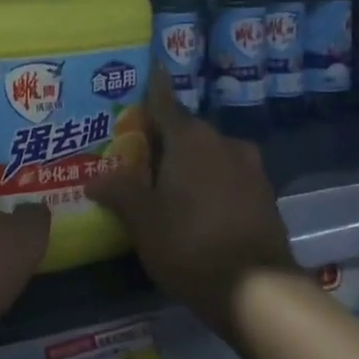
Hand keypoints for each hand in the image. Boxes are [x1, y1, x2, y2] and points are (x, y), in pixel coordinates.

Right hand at [87, 74, 292, 330]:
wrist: (257, 289)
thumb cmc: (188, 243)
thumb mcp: (142, 220)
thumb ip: (119, 192)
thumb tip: (94, 178)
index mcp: (191, 139)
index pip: (165, 102)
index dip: (153, 87)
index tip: (149, 70)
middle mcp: (224, 143)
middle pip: (186, 131)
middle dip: (164, 139)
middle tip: (138, 151)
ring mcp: (250, 169)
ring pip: (210, 156)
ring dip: (189, 163)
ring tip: (166, 183)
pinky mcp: (264, 197)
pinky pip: (228, 178)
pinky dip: (210, 183)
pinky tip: (196, 207)